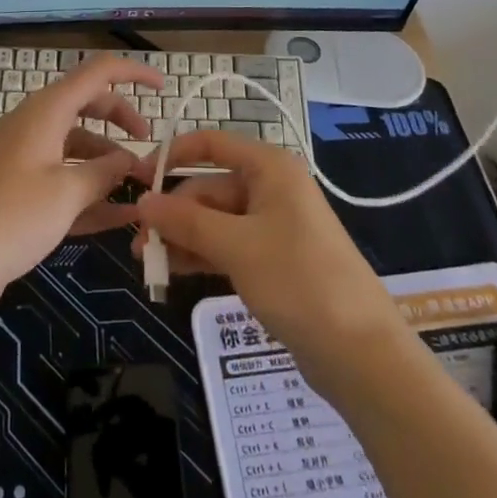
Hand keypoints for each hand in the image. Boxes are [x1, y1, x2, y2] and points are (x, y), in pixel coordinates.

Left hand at [0, 57, 161, 339]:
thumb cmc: (11, 218)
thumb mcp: (67, 192)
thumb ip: (105, 172)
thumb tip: (130, 162)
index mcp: (46, 111)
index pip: (97, 73)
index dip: (133, 74)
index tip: (165, 89)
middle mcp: (36, 125)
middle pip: (89, 106)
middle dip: (123, 122)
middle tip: (150, 149)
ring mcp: (26, 158)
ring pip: (78, 145)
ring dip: (108, 162)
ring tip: (139, 190)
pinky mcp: (21, 190)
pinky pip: (64, 178)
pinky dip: (90, 190)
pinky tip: (121, 216)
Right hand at [133, 130, 403, 382]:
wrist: (360, 352)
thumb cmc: (298, 281)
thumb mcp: (236, 246)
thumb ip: (186, 221)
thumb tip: (142, 201)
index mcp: (269, 168)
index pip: (211, 144)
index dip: (171, 157)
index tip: (136, 180)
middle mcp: (271, 188)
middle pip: (210, 187)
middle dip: (173, 212)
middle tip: (137, 243)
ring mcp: (274, 225)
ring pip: (216, 220)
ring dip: (182, 236)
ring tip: (147, 262)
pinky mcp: (274, 259)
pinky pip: (228, 245)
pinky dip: (201, 254)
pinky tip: (173, 271)